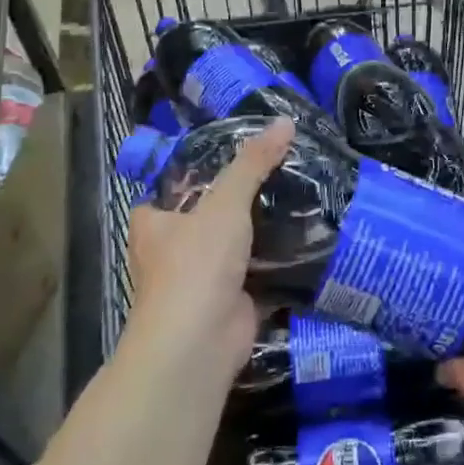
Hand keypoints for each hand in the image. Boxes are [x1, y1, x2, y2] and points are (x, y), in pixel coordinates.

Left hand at [126, 117, 294, 373]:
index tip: (233, 153)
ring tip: (300, 195)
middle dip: (238, 200)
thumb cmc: (196, 264)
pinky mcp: (232, 302)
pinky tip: (308, 238)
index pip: (170, 189)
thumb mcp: (226, 202)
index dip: (196, 171)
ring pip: (235, 245)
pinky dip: (279, 261)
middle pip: (207, 215)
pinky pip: (259, 273)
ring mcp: (203, 279)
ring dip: (261, 230)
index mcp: (155, 224)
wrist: (198, 344)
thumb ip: (253, 162)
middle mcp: (172, 251)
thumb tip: (286, 120)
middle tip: (278, 169)